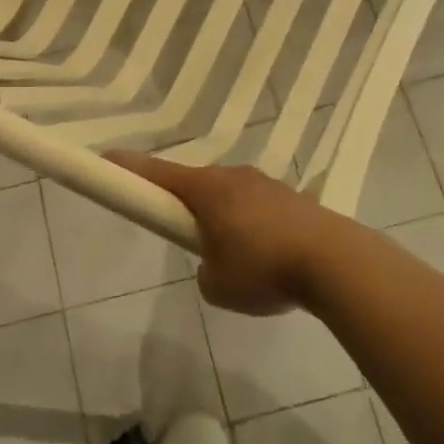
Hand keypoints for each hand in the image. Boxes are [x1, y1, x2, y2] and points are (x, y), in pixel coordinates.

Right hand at [108, 152, 343, 315]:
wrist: (335, 262)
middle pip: (197, 186)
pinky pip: (260, 210)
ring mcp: (268, 184)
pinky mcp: (294, 200)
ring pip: (232, 198)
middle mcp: (234, 176)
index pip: (158, 173)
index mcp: (207, 189)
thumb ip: (206, 271)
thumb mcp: (217, 285)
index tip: (108, 158)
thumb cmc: (263, 268)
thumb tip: (217, 265)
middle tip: (188, 236)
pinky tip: (271, 259)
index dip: (130, 168)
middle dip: (187, 207)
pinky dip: (255, 228)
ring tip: (241, 261)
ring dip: (226, 220)